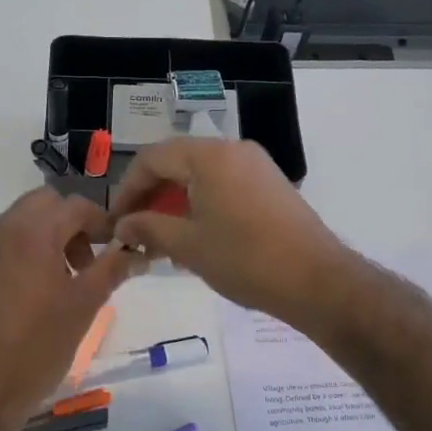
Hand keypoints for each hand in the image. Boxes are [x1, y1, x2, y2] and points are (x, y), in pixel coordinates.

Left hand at [0, 189, 139, 430]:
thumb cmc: (37, 348)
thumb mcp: (84, 306)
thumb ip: (112, 269)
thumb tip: (137, 252)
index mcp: (31, 232)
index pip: (75, 206)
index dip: (102, 222)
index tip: (117, 247)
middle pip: (43, 205)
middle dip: (71, 225)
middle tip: (87, 263)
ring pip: (18, 222)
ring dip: (45, 237)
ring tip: (59, 282)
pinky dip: (20, 252)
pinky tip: (28, 294)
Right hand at [110, 138, 350, 321]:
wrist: (316, 280)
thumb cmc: (245, 259)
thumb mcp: (187, 245)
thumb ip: (148, 227)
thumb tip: (122, 225)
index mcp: (209, 156)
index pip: (152, 158)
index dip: (127, 189)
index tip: (115, 221)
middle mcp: (233, 150)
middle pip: (178, 163)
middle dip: (151, 197)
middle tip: (135, 231)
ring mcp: (256, 166)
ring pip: (201, 176)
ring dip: (176, 203)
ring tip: (162, 241)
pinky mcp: (271, 185)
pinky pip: (224, 185)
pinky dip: (202, 205)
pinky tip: (195, 238)